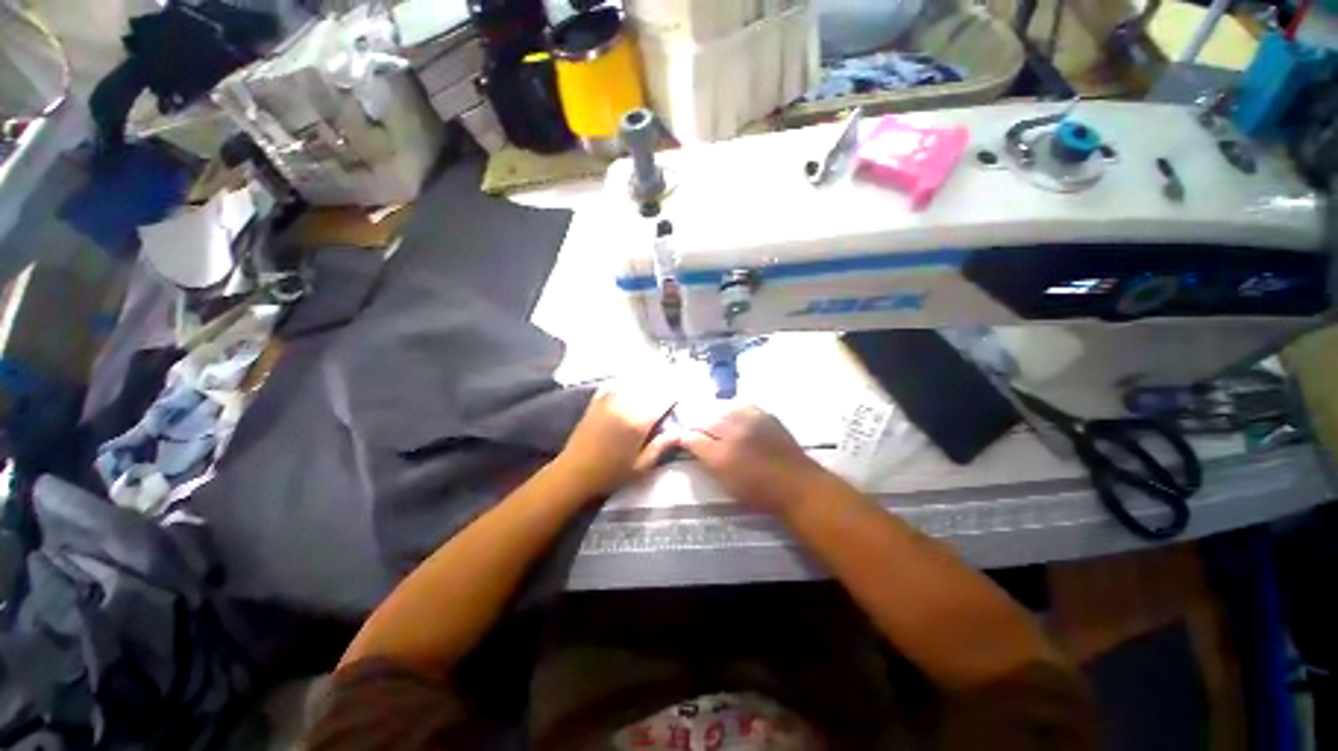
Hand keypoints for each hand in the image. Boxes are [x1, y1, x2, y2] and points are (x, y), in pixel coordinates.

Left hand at [557, 384, 677, 496]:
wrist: (573, 472)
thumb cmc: (610, 474)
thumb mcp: (640, 467)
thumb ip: (660, 447)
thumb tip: (679, 432)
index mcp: (637, 422)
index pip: (663, 399)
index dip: (675, 393)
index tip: (684, 391)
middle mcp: (624, 405)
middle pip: (650, 386)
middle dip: (664, 383)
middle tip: (675, 380)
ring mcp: (608, 399)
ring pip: (634, 381)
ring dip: (648, 378)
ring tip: (658, 377)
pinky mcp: (597, 399)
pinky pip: (616, 382)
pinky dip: (627, 380)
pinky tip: (634, 380)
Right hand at [680, 405, 832, 516]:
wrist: (796, 484)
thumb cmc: (759, 492)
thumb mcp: (726, 483)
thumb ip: (708, 461)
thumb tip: (694, 445)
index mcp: (720, 456)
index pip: (692, 438)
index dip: (684, 438)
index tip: (683, 439)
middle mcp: (732, 434)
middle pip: (704, 420)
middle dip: (697, 426)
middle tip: (696, 432)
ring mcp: (749, 421)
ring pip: (720, 409)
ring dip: (713, 416)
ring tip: (713, 423)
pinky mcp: (763, 414)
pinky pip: (740, 405)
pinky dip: (732, 410)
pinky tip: (732, 416)